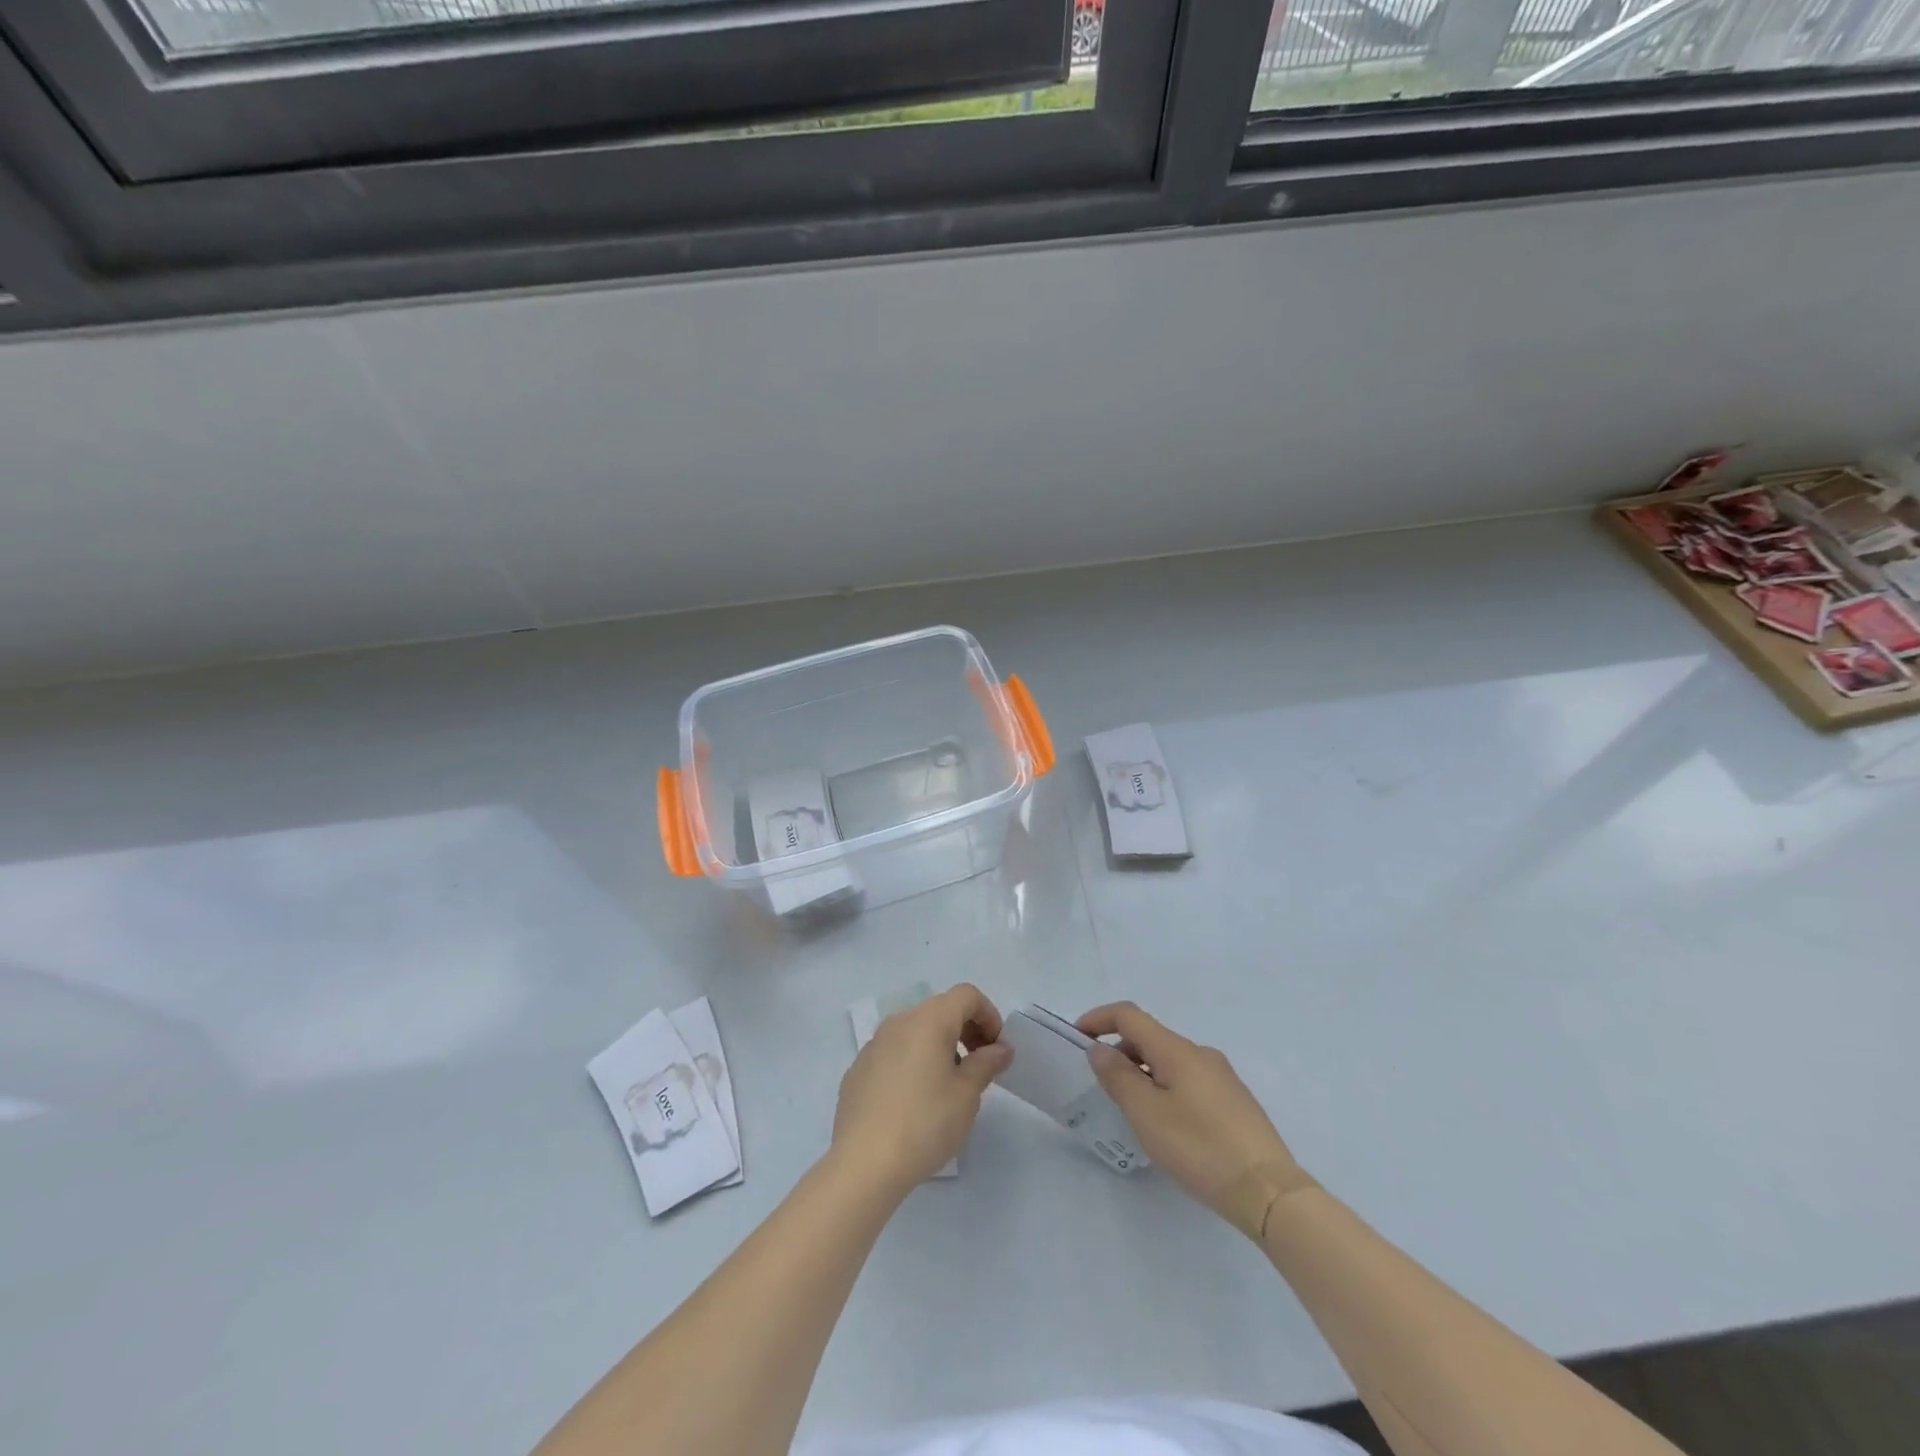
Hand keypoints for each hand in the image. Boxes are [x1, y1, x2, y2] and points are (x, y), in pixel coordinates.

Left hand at [832, 983, 1012, 1195]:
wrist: (864, 1163)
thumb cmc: (925, 1123)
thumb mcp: (966, 1094)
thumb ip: (986, 1063)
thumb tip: (1000, 1048)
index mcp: (928, 1020)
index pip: (966, 995)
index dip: (989, 1015)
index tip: (997, 1049)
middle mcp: (899, 1022)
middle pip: (940, 1010)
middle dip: (966, 1030)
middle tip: (980, 1067)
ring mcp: (874, 1045)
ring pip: (916, 1031)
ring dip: (940, 1047)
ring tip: (949, 1087)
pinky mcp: (858, 1070)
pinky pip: (895, 1053)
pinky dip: (914, 1062)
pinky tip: (915, 1101)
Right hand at [1077, 1002, 1302, 1225]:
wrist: (1269, 1192)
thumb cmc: (1200, 1148)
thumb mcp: (1147, 1114)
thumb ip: (1119, 1077)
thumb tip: (1100, 1049)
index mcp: (1177, 1050)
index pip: (1129, 1015)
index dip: (1099, 1019)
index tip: (1076, 1037)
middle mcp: (1201, 1053)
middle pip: (1150, 1037)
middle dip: (1120, 1050)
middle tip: (1100, 1084)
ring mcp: (1222, 1077)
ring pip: (1170, 1061)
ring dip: (1143, 1072)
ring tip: (1131, 1109)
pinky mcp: (1235, 1102)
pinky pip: (1189, 1080)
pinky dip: (1165, 1087)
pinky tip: (1167, 1125)